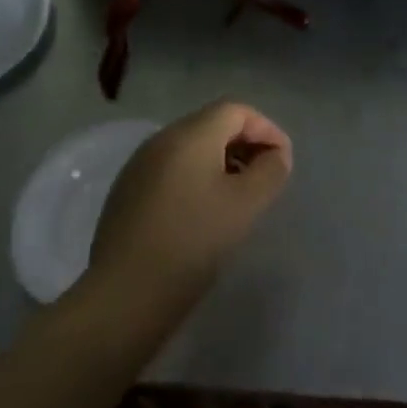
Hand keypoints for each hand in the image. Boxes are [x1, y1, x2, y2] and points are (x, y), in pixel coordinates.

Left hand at [81, 100, 292, 314]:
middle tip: (265, 177)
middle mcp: (160, 140)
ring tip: (239, 196)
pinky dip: (196, 178)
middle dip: (245, 144)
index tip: (282, 161)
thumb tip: (275, 156)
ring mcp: (138, 166)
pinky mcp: (126, 192)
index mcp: (190, 135)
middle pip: (212, 124)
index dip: (266, 129)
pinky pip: (171, 169)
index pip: (236, 110)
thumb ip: (271, 170)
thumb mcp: (247, 204)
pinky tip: (204, 212)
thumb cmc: (193, 242)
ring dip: (222, 162)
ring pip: (191, 147)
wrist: (124, 297)